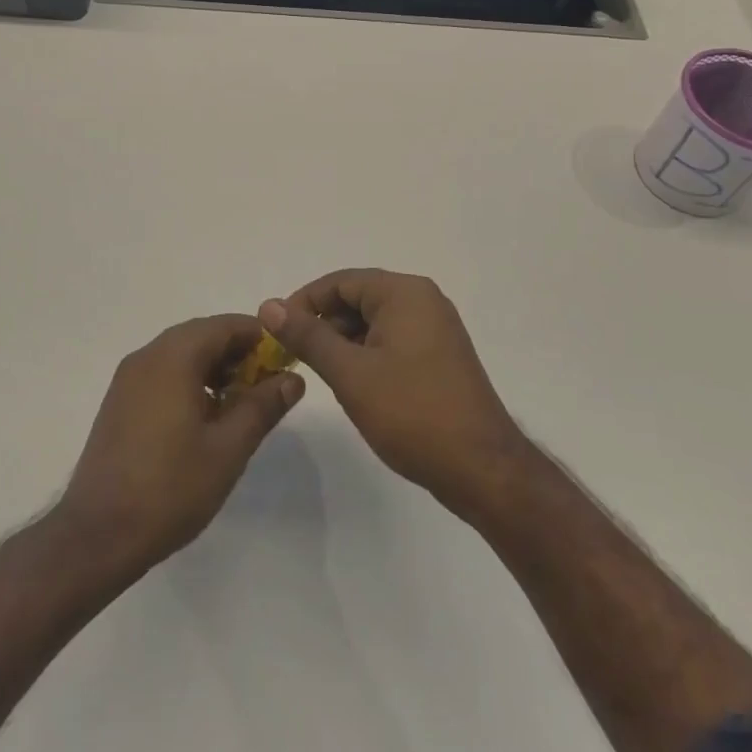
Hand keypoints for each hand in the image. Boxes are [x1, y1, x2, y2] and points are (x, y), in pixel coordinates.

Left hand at [58, 314, 304, 570]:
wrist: (98, 534)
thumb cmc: (170, 487)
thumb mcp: (229, 449)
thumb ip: (262, 407)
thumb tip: (292, 378)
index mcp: (174, 356)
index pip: (226, 325)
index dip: (260, 337)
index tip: (286, 361)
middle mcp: (148, 355)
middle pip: (202, 335)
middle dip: (238, 354)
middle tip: (268, 386)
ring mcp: (129, 378)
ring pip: (181, 354)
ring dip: (214, 368)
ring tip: (241, 405)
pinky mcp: (120, 401)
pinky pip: (163, 373)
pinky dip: (190, 381)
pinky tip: (205, 418)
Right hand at [260, 270, 527, 515]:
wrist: (482, 470)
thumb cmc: (412, 413)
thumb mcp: (350, 373)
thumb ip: (308, 336)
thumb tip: (269, 305)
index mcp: (404, 293)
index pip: (340, 281)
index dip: (303, 302)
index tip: (276, 331)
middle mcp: (423, 301)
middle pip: (358, 298)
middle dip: (323, 324)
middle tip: (294, 357)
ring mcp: (435, 329)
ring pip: (373, 322)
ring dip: (343, 342)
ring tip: (321, 374)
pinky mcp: (439, 357)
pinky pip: (392, 341)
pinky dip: (366, 354)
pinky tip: (353, 384)